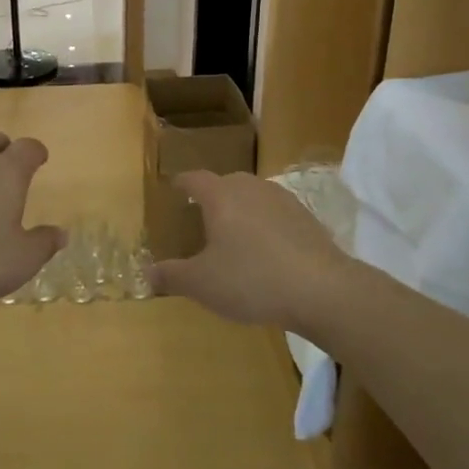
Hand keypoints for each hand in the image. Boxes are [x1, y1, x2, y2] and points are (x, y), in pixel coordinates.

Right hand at [147, 171, 348, 328]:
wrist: (322, 290)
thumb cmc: (251, 279)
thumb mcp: (202, 284)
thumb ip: (171, 276)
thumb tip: (146, 273)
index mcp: (221, 196)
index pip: (194, 178)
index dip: (181, 183)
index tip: (174, 189)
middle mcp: (251, 188)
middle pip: (225, 183)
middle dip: (211, 197)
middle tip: (201, 217)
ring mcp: (283, 200)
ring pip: (253, 196)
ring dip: (241, 210)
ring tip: (234, 234)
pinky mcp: (307, 218)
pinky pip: (276, 214)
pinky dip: (265, 225)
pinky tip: (266, 250)